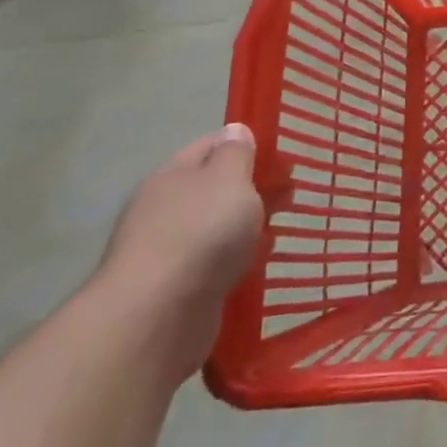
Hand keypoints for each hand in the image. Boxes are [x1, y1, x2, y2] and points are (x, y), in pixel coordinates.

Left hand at [95, 124, 264, 375]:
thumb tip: (235, 131)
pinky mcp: (177, 286)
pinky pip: (215, 261)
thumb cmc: (201, 233)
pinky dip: (237, 258)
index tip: (282, 158)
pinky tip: (258, 262)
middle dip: (252, 187)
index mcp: (174, 175)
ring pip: (217, 226)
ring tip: (279, 227)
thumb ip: (236, 153)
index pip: (212, 145)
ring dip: (246, 224)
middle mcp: (165, 207)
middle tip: (289, 194)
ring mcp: (168, 249)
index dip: (247, 145)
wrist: (157, 316)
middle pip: (215, 187)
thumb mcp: (229, 179)